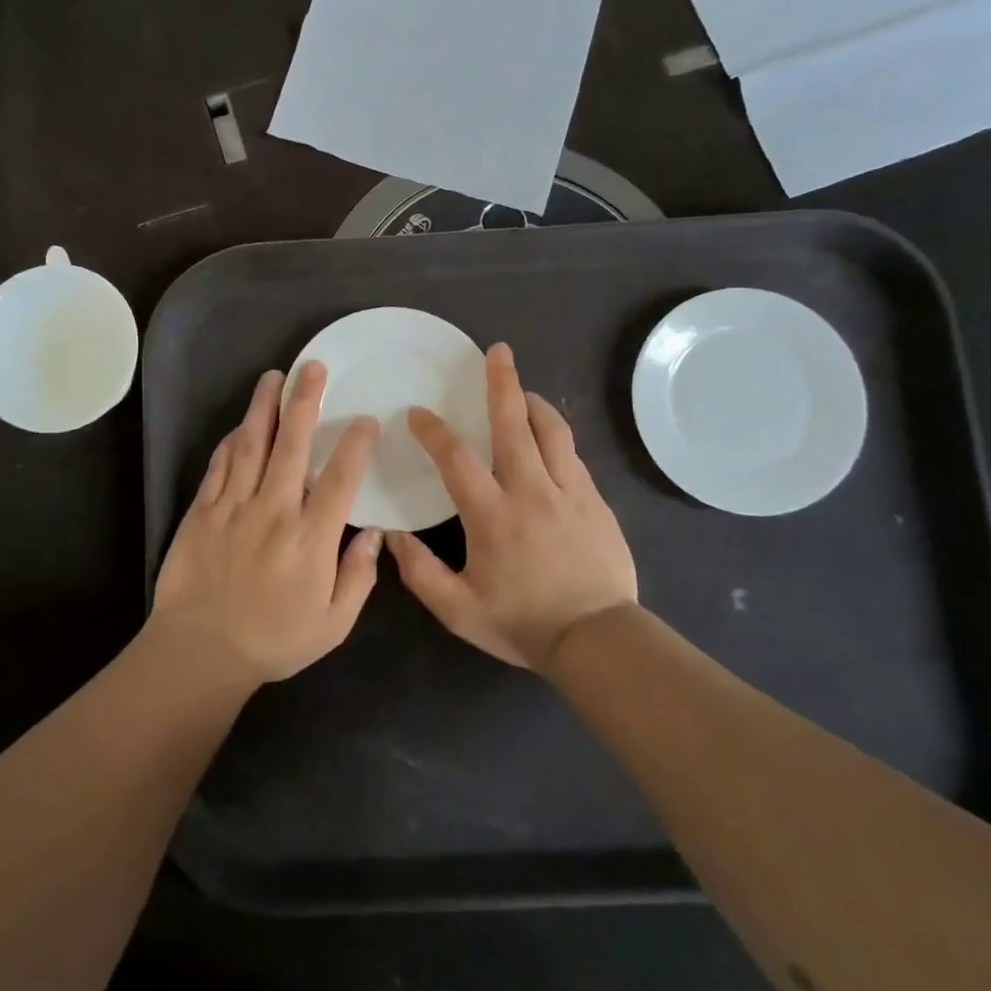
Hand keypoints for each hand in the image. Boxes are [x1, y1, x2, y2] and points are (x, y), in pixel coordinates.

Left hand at [150, 364, 382, 684]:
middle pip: (292, 444)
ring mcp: (234, 506)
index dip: (355, 443)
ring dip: (263, 407)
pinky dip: (229, 442)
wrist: (201, 651)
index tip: (365, 419)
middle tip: (312, 367)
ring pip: (251, 444)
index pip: (340, 478)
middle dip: (304, 401)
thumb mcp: (333, 624)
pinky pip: (218, 466)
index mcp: (311, 537)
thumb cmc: (274, 640)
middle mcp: (274, 510)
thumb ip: (359, 577)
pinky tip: (238, 425)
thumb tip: (374, 533)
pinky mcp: (202, 511)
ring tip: (272, 376)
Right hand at [387, 343, 637, 669]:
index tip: (417, 413)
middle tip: (497, 351)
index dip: (433, 431)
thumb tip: (391, 535)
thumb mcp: (459, 610)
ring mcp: (570, 492)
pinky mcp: (596, 501)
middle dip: (502, 383)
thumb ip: (420, 572)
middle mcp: (531, 491)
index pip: (456, 459)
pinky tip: (548, 437)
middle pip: (514, 424)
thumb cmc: (524, 623)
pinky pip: (573, 456)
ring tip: (521, 389)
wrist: (599, 640)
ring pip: (552, 432)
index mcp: (492, 515)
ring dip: (533, 403)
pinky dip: (555, 436)